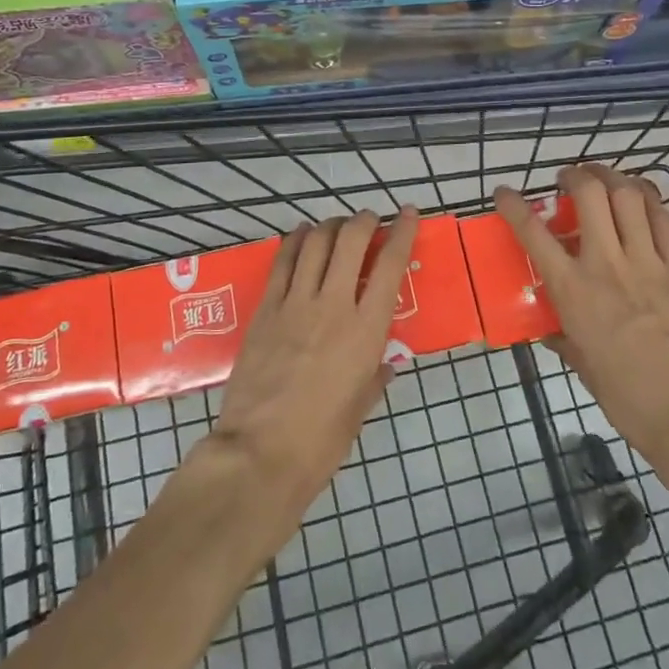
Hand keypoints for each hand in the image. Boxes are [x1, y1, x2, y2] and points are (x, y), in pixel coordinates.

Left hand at [207, 208, 418, 532]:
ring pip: (316, 242)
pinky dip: (296, 241)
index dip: (402, 232)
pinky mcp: (265, 309)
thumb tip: (385, 364)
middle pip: (351, 240)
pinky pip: (282, 262)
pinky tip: (302, 236)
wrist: (260, 453)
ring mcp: (295, 303)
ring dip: (331, 225)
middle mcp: (333, 305)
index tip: (408, 214)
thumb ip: (375, 377)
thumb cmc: (321, 440)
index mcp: (366, 330)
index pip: (391, 265)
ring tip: (337, 226)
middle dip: (364, 220)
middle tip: (370, 220)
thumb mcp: (360, 409)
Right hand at [495, 165, 668, 481]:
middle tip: (569, 178)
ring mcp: (647, 262)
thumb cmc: (628, 398)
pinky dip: (650, 202)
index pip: (534, 233)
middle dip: (576, 175)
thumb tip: (551, 330)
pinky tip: (643, 202)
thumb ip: (565, 339)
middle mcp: (606, 264)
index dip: (514, 205)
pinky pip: (664, 221)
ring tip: (605, 177)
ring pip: (630, 196)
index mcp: (573, 290)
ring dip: (614, 177)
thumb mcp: (583, 367)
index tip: (504, 192)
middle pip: (590, 194)